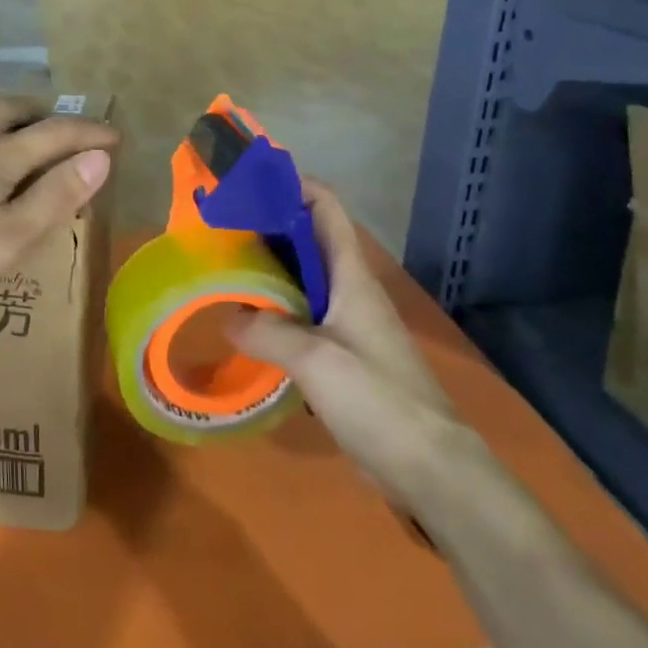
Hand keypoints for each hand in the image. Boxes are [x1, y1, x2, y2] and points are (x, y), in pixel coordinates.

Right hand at [229, 180, 471, 507]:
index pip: (325, 207)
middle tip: (218, 225)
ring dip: (266, 268)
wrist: (428, 467)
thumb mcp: (315, 361)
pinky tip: (245, 321)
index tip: (247, 180)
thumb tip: (228, 316)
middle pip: (306, 239)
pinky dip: (271, 309)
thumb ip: (268, 333)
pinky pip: (300, 317)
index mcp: (351, 276)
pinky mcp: (341, 355)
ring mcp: (346, 323)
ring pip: (301, 280)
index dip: (292, 183)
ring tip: (221, 265)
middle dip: (266, 225)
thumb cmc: (377, 399)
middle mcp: (349, 290)